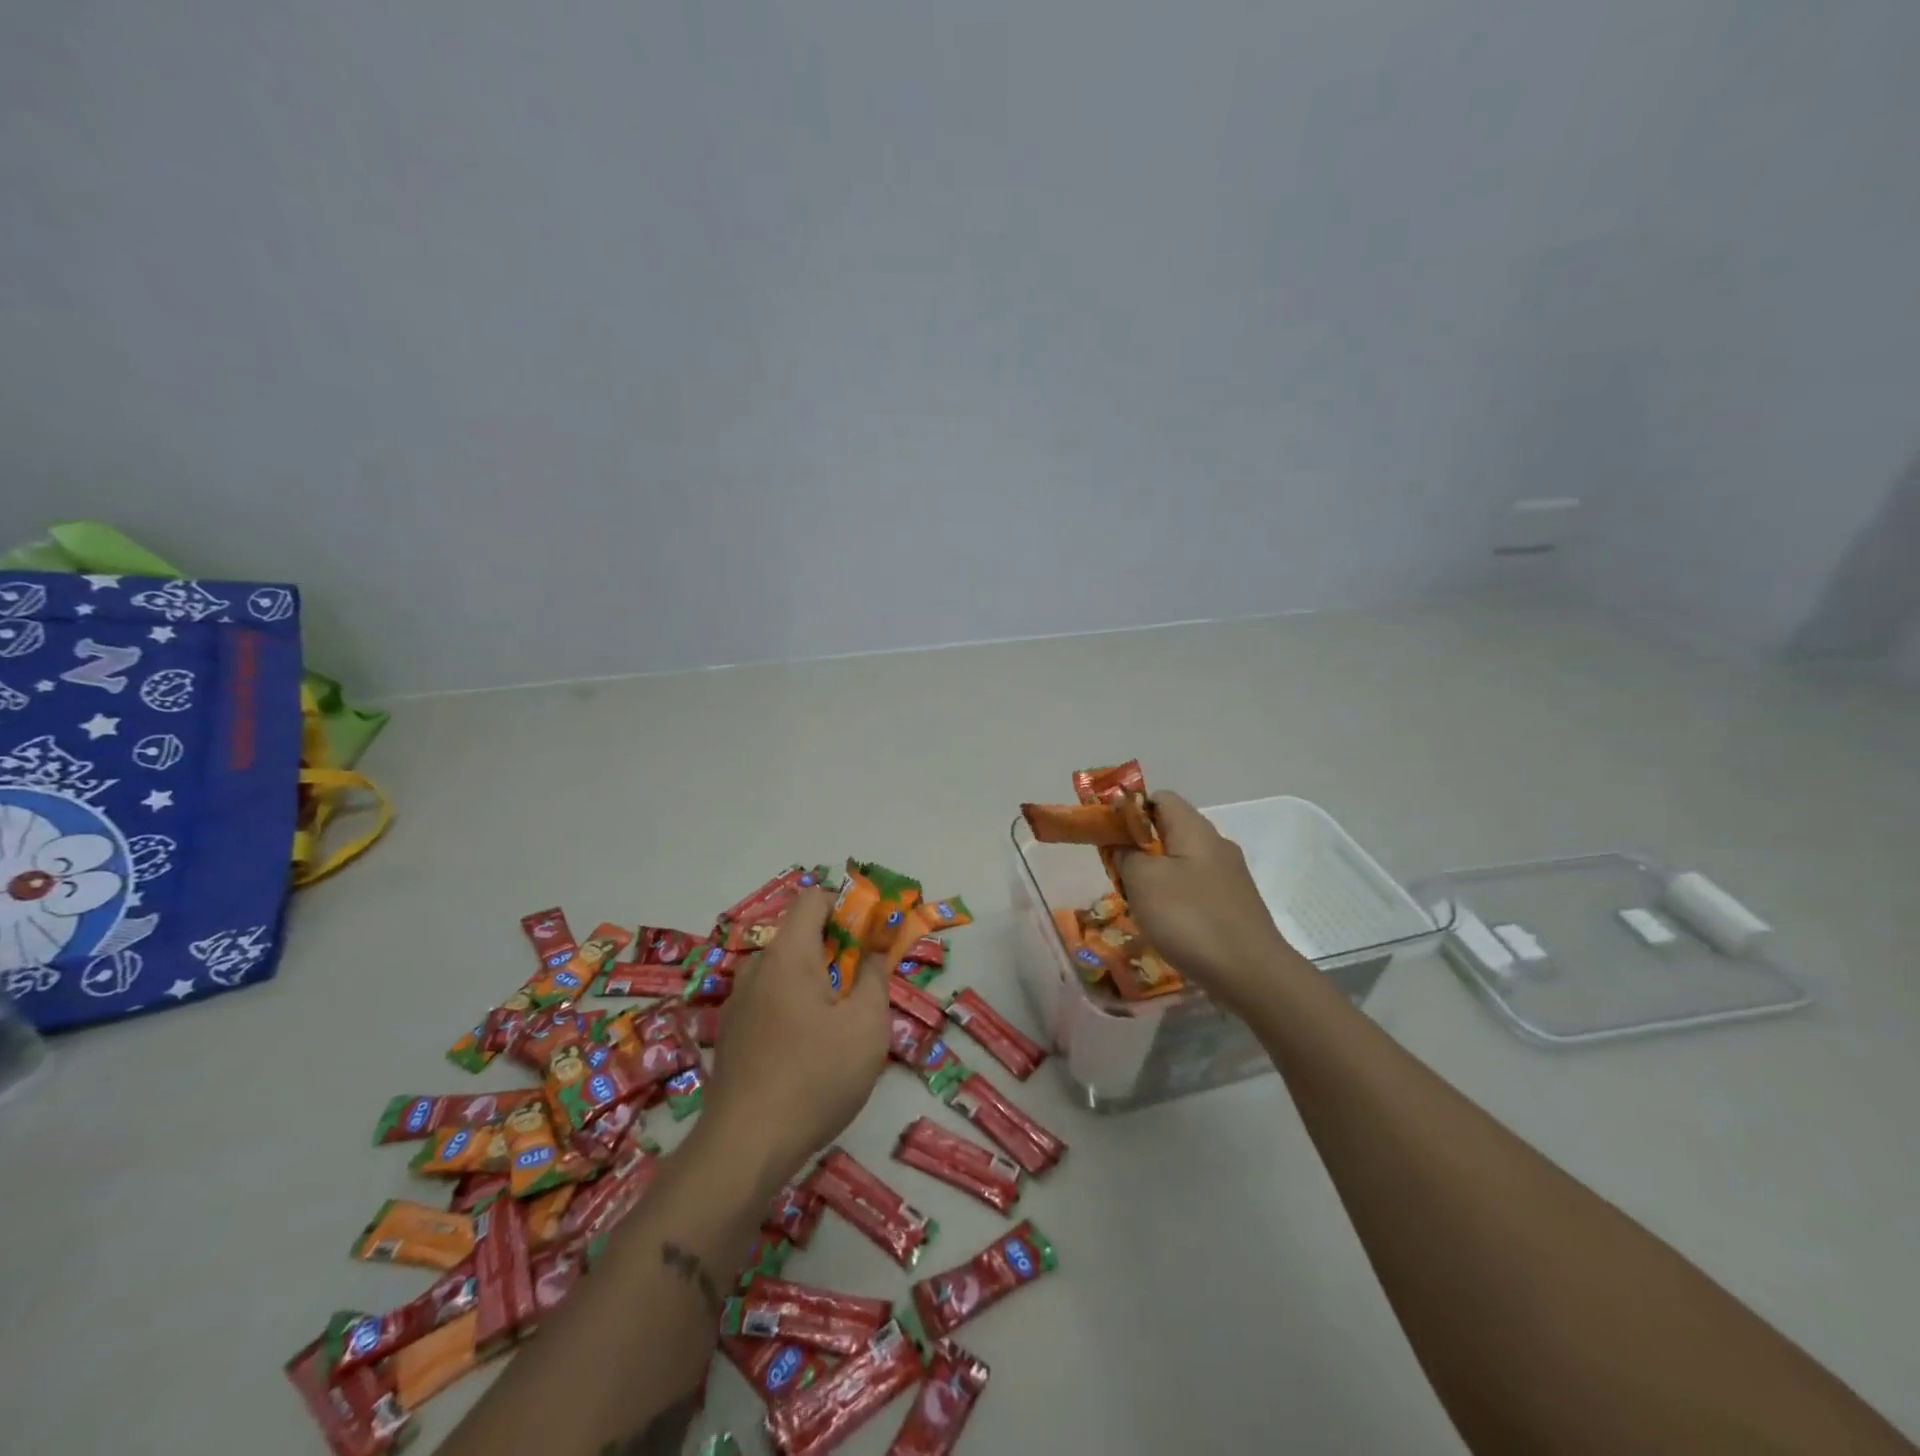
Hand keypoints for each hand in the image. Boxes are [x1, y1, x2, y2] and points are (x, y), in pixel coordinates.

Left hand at [704, 887, 889, 1185]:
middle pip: (801, 937)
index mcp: (787, 955)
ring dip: (816, 984)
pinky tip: (809, 1053)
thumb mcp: (867, 1025)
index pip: (812, 899)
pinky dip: (795, 1009)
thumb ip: (875, 977)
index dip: (846, 907)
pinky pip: (770, 1002)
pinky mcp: (731, 1035)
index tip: (871, 937)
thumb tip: (873, 952)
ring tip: (841, 1026)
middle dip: (837, 951)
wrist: (745, 1148)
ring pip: (785, 973)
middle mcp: (756, 969)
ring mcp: (737, 1003)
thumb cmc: (816, 1076)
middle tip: (865, 987)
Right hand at [1116, 791, 1298, 1015]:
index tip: (1109, 836)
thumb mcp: (1143, 880)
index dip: (1130, 810)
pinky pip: (1196, 889)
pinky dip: (1176, 900)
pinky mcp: (1235, 906)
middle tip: (1118, 875)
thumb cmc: (1191, 918)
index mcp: (1195, 829)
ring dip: (1156, 878)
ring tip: (1138, 904)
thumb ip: (1126, 854)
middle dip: (1140, 848)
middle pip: (1170, 831)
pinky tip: (1167, 926)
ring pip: (1182, 863)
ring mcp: (1230, 877)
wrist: (1252, 974)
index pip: (1160, 798)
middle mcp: (1217, 845)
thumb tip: (1125, 846)